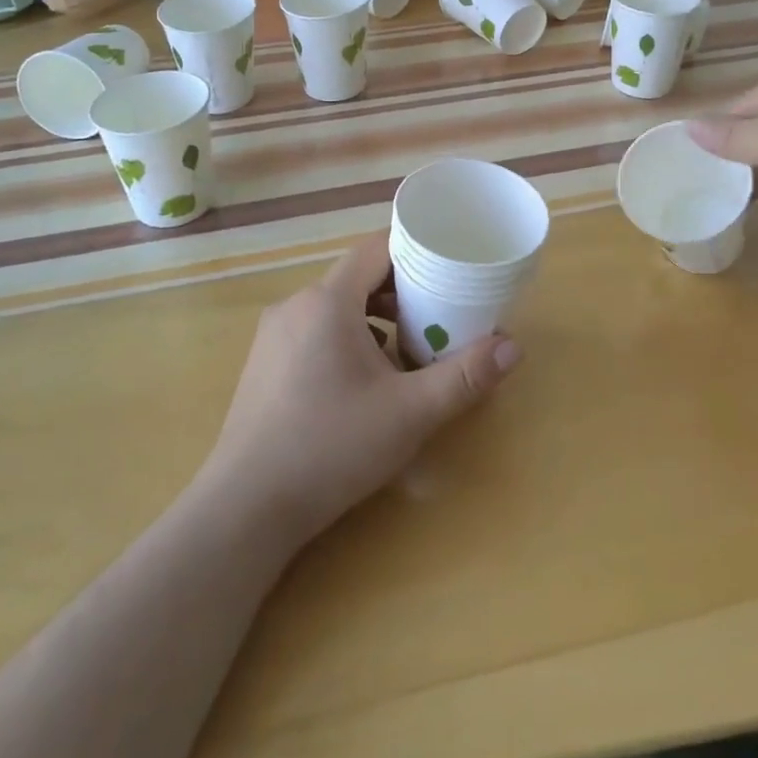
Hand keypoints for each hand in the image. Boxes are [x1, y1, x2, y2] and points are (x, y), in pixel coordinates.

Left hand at [201, 233, 521, 546]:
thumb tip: (512, 348)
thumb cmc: (331, 447)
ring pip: (335, 305)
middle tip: (436, 313)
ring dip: (373, 316)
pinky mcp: (263, 363)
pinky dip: (345, 337)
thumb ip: (463, 377)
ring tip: (405, 349)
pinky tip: (362, 380)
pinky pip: (314, 330)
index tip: (448, 265)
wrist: (245, 509)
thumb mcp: (409, 413)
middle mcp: (296, 304)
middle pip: (357, 276)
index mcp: (328, 300)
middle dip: (400, 289)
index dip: (415, 249)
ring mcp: (274, 334)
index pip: (376, 248)